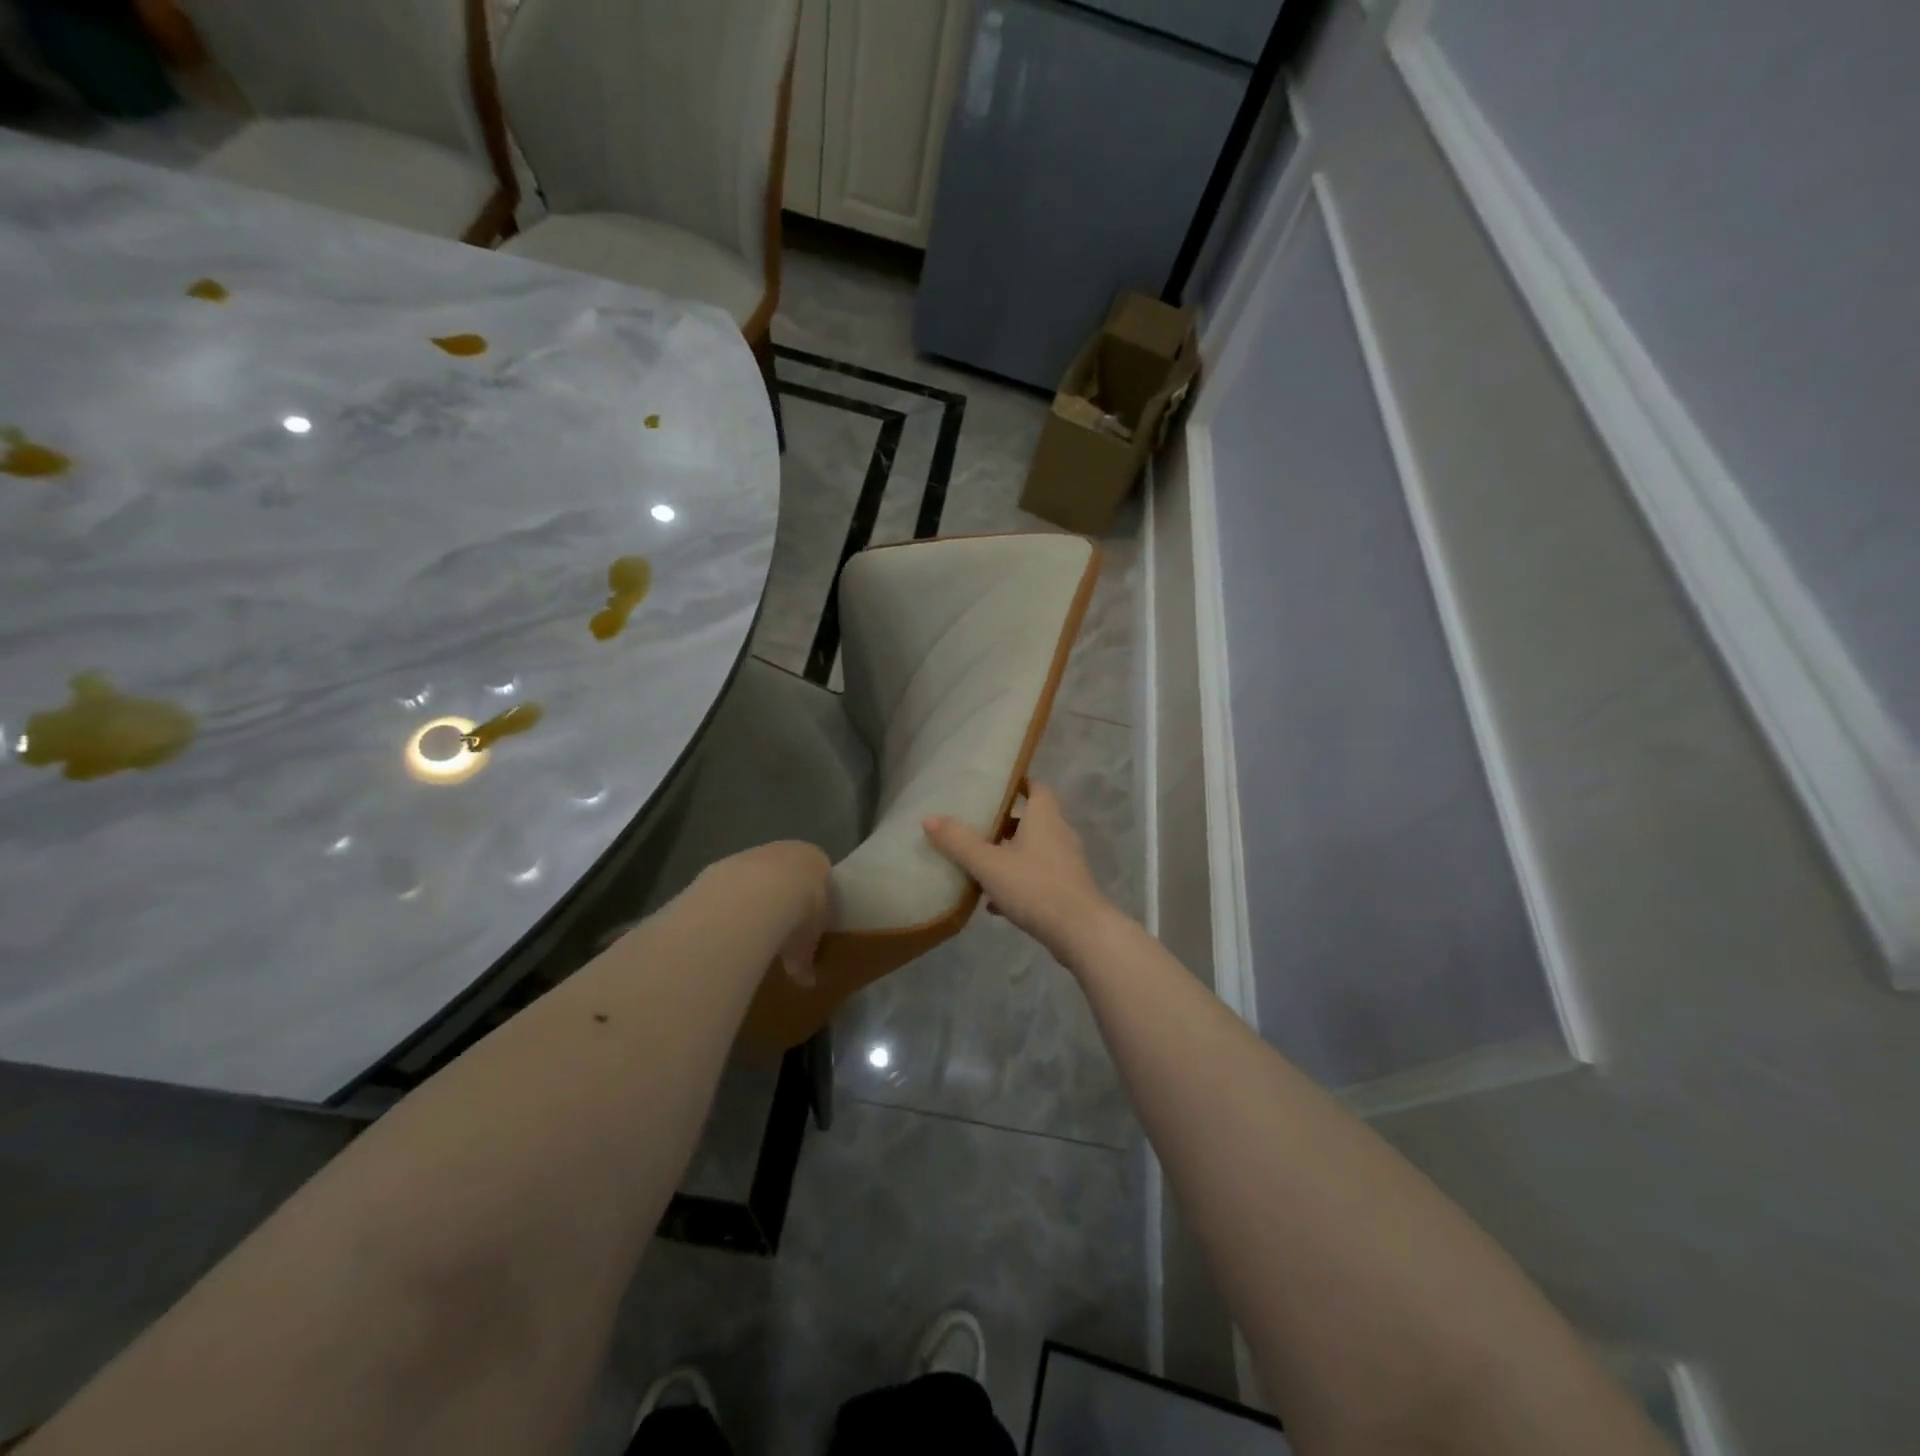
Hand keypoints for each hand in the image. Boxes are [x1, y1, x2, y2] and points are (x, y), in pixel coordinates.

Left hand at [711, 841, 829, 985]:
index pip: (818, 875)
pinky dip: (728, 904)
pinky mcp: (723, 864)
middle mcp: (785, 851)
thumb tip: (806, 980)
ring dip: (752, 899)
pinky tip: (725, 926)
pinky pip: (729, 886)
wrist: (756, 895)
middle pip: (785, 872)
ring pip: (754, 877)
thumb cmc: (798, 913)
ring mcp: (752, 854)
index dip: (813, 899)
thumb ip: (806, 958)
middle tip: (777, 929)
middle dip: (781, 897)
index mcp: (815, 861)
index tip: (807, 922)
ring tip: (748, 932)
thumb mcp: (807, 943)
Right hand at [923, 782, 1116, 963]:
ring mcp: (1066, 863)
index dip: (1018, 783)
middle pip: (1032, 819)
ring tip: (980, 864)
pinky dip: (1018, 882)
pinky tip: (994, 903)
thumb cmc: (1035, 887)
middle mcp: (1059, 834)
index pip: (1036, 787)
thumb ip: (959, 842)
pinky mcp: (1067, 889)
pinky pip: (1038, 877)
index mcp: (1045, 818)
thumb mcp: (989, 864)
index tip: (995, 787)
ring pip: (1033, 850)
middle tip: (977, 826)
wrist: (1081, 932)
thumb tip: (929, 818)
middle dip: (1005, 822)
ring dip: (1010, 854)